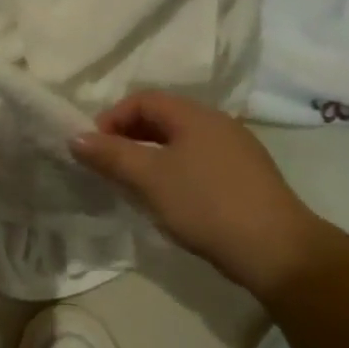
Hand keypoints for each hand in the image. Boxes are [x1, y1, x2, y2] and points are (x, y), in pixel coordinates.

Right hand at [71, 91, 325, 299]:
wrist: (273, 247)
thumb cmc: (205, 204)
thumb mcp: (150, 178)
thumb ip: (111, 155)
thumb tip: (75, 137)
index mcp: (195, 115)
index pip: (143, 100)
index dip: (112, 118)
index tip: (93, 149)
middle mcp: (218, 123)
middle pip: (163, 118)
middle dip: (129, 138)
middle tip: (107, 167)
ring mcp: (235, 150)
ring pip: (180, 143)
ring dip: (150, 157)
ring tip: (132, 186)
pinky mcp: (244, 177)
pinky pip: (198, 162)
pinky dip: (173, 172)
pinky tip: (168, 200)